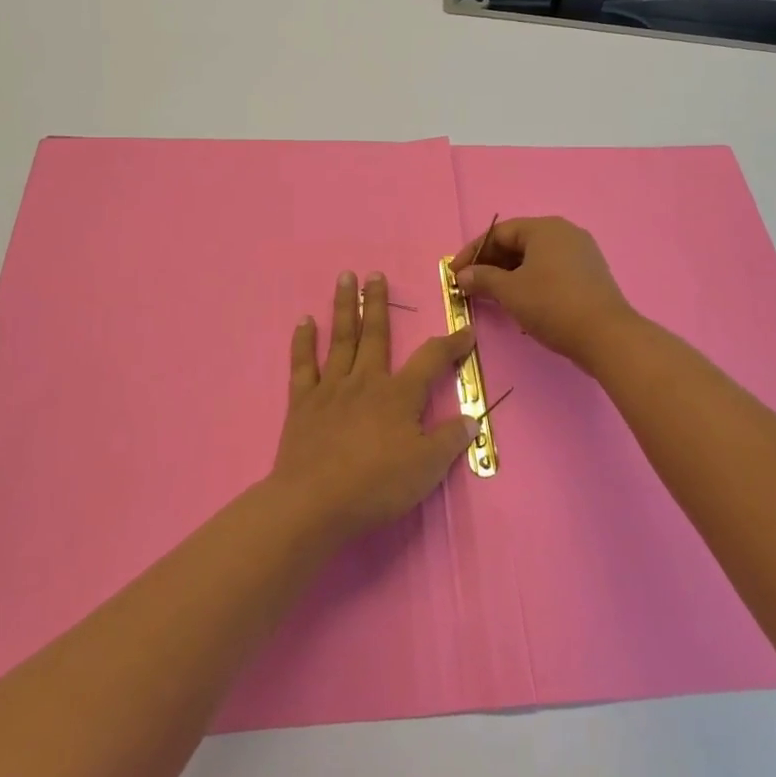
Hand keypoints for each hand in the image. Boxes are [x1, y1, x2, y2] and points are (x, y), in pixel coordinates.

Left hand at [269, 270, 478, 542]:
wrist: (315, 502)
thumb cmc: (377, 485)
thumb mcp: (427, 467)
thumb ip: (450, 439)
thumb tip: (472, 418)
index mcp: (399, 394)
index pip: (431, 359)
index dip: (451, 344)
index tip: (465, 330)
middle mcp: (365, 381)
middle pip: (375, 334)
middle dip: (377, 303)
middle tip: (375, 274)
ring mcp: (331, 388)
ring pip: (340, 339)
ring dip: (343, 307)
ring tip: (344, 278)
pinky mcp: (303, 402)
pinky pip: (302, 365)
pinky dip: (303, 342)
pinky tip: (304, 322)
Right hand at [456, 216, 636, 366]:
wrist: (607, 336)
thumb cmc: (552, 304)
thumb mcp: (510, 291)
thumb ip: (482, 278)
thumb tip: (463, 275)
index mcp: (545, 228)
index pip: (499, 232)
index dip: (473, 252)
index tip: (455, 273)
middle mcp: (565, 233)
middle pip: (518, 243)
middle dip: (491, 264)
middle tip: (471, 286)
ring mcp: (581, 254)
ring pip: (535, 258)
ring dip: (509, 275)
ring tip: (492, 297)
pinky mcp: (590, 275)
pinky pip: (551, 270)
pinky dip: (530, 281)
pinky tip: (521, 302)